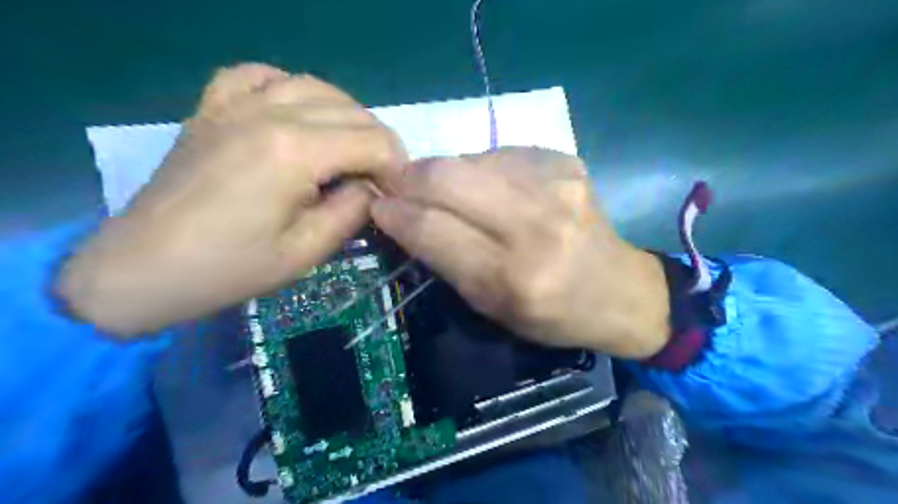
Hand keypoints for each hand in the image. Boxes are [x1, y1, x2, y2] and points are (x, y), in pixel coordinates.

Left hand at [57, 63, 406, 338]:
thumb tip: (371, 187)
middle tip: (380, 180)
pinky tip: (296, 111)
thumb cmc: (230, 268)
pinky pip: (260, 76)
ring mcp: (235, 104)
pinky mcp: (212, 109)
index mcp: (294, 152)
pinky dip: (290, 88)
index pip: (373, 141)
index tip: (398, 194)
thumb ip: (352, 211)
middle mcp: (269, 113)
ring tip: (350, 148)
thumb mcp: (306, 252)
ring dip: (346, 115)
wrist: (143, 268)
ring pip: (315, 86)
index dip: (397, 167)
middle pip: (352, 112)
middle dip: (379, 144)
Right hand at [368, 146, 669, 358]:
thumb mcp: (492, 308)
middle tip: (396, 185)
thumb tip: (404, 216)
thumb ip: (445, 262)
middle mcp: (535, 226)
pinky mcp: (568, 162)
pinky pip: (501, 154)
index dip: (395, 212)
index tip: (376, 205)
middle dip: (409, 177)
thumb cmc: (552, 315)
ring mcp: (556, 186)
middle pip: (448, 177)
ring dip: (443, 172)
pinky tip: (487, 186)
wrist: (621, 291)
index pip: (433, 229)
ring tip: (441, 189)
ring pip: (470, 159)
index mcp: (512, 277)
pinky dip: (480, 168)